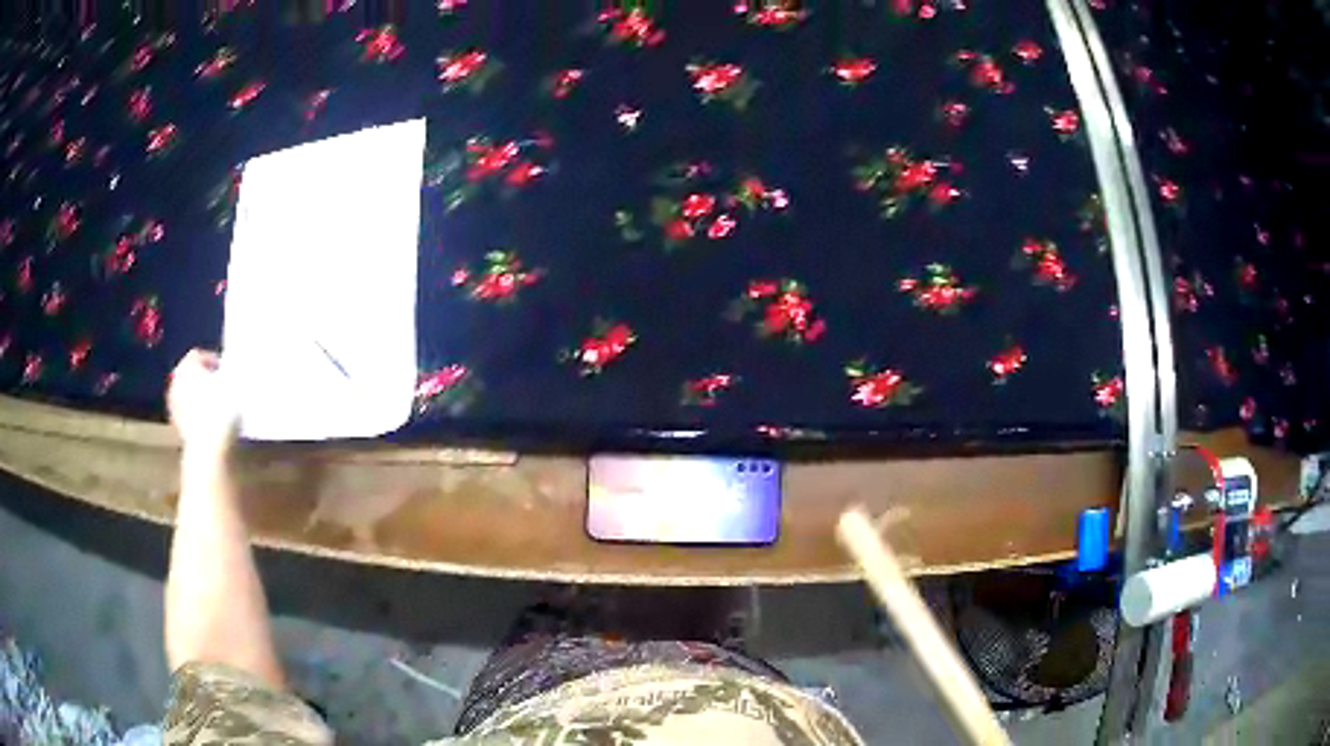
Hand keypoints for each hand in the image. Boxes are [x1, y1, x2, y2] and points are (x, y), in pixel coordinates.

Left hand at [168, 349, 238, 458]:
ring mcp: (173, 406)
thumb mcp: (233, 384)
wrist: (210, 448)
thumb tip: (232, 373)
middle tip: (221, 387)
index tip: (226, 371)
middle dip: (204, 380)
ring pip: (188, 395)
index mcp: (186, 366)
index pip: (198, 355)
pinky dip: (197, 415)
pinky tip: (212, 423)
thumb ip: (229, 373)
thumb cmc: (221, 409)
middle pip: (190, 375)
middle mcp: (175, 382)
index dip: (213, 361)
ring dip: (200, 399)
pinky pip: (188, 414)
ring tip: (218, 407)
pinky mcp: (177, 427)